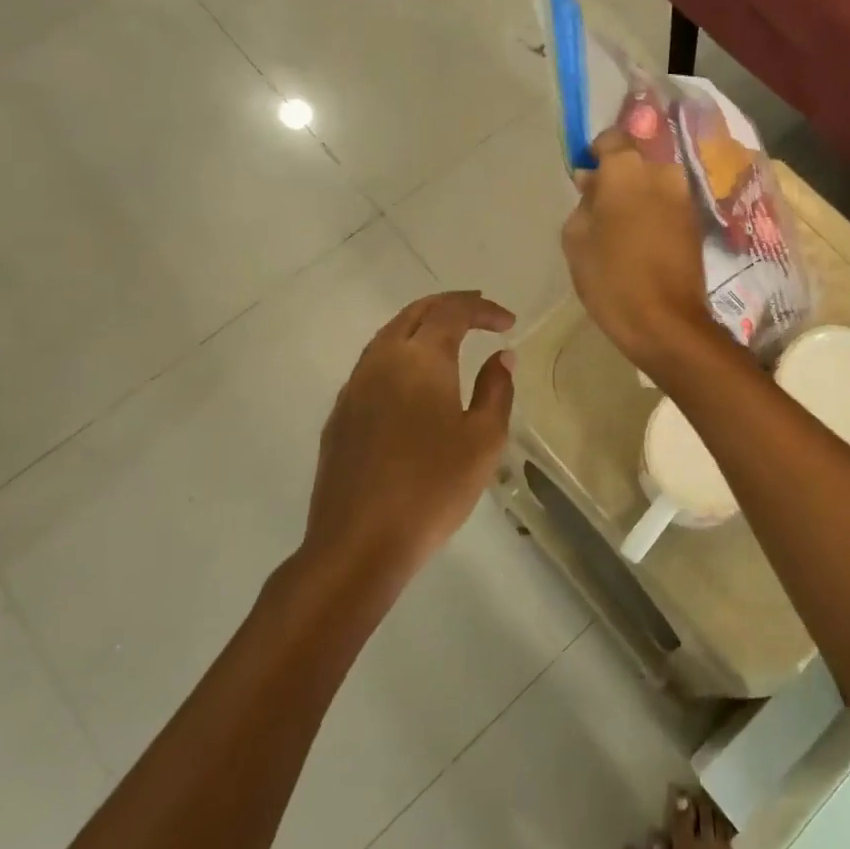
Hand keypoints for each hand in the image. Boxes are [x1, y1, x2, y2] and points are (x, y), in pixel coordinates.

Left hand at [305, 292, 515, 578]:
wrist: (358, 543)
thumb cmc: (432, 488)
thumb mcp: (484, 439)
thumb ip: (496, 390)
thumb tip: (501, 357)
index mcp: (420, 360)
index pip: (453, 312)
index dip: (483, 309)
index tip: (509, 323)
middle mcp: (382, 361)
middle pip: (415, 312)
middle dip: (451, 305)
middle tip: (481, 311)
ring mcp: (354, 387)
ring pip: (389, 335)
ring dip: (423, 325)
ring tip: (452, 336)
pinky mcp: (340, 415)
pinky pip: (374, 363)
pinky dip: (402, 351)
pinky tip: (416, 378)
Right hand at [561, 128, 718, 375]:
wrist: (665, 321)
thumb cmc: (611, 277)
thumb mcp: (576, 237)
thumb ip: (584, 201)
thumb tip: (593, 182)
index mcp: (628, 169)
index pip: (613, 137)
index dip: (597, 152)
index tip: (587, 174)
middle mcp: (663, 173)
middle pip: (638, 160)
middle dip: (619, 174)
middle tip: (601, 204)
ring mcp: (684, 197)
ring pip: (655, 181)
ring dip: (639, 193)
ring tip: (621, 226)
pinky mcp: (696, 222)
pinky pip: (668, 203)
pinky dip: (655, 211)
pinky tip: (641, 239)